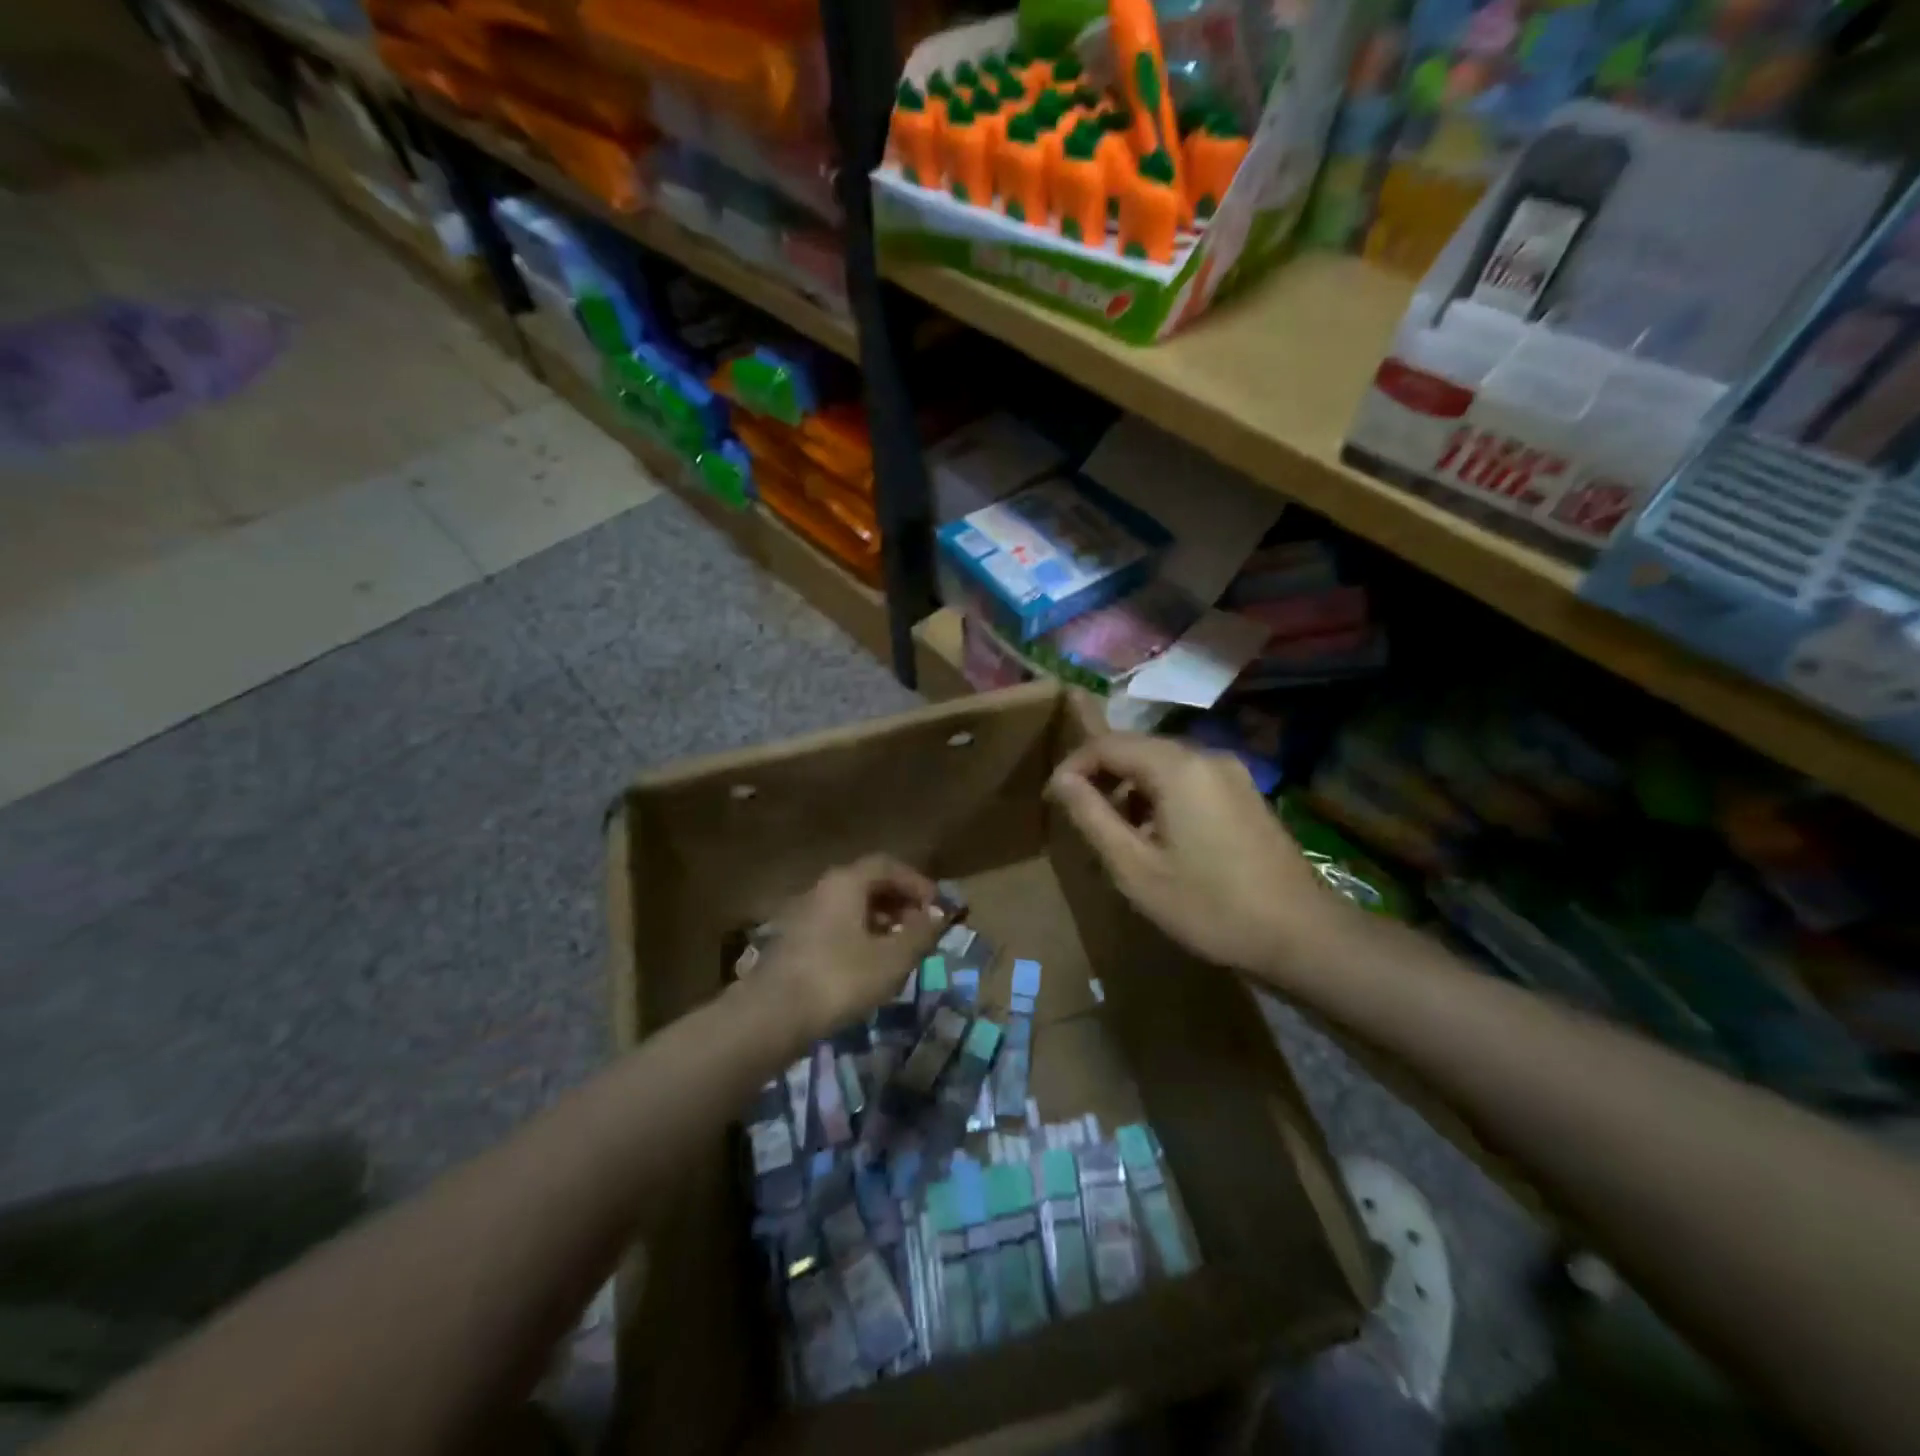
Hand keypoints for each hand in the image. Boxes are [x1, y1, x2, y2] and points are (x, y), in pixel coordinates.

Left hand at [754, 855, 943, 1041]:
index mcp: (846, 882)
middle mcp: (823, 889)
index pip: (887, 865)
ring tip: (900, 949)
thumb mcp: (892, 959)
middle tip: (921, 928)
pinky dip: (859, 936)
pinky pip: (835, 926)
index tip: (937, 907)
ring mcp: (804, 914)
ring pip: (851, 906)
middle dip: (900, 902)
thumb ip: (920, 933)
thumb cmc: (839, 979)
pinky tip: (868, 965)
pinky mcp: (794, 942)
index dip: (917, 882)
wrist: (771, 1016)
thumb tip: (940, 914)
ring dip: (880, 921)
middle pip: (868, 883)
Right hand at [1046, 734, 1351, 977]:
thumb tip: (1061, 779)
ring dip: (1131, 789)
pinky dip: (1161, 797)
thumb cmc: (1208, 905)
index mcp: (1177, 767)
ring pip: (1163, 765)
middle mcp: (1206, 755)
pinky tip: (1159, 838)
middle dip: (1102, 777)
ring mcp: (1232, 773)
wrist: (1301, 935)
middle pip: (1138, 749)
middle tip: (1081, 817)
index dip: (1074, 766)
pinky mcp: (1245, 793)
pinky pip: (1189, 780)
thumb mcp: (1135, 867)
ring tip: (1117, 834)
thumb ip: (1092, 816)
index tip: (1053, 799)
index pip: (1108, 744)